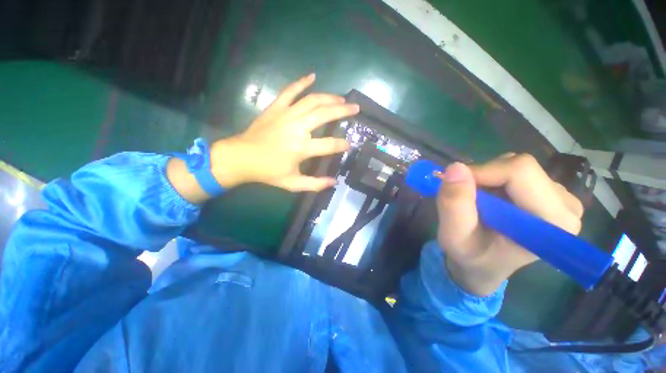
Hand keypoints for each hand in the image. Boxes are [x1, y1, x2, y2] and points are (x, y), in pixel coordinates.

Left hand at [167, 74, 358, 202]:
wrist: (242, 158)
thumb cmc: (269, 172)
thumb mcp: (293, 184)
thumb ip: (315, 184)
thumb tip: (334, 182)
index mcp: (302, 148)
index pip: (330, 144)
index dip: (342, 144)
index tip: (350, 144)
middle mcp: (297, 128)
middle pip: (325, 114)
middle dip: (343, 110)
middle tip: (355, 108)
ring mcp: (286, 114)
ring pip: (312, 100)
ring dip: (329, 97)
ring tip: (342, 98)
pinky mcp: (276, 107)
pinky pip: (290, 90)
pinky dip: (301, 82)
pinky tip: (312, 76)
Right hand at [436, 153, 583, 295]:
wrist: (483, 264)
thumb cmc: (470, 255)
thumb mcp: (454, 236)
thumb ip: (454, 204)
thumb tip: (455, 167)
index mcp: (553, 222)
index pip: (520, 171)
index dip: (482, 173)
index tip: (457, 187)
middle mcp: (566, 206)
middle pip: (520, 166)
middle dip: (483, 177)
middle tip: (467, 198)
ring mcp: (561, 198)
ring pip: (516, 166)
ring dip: (488, 179)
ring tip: (479, 203)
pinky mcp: (550, 193)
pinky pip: (517, 171)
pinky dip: (494, 180)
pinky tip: (490, 200)